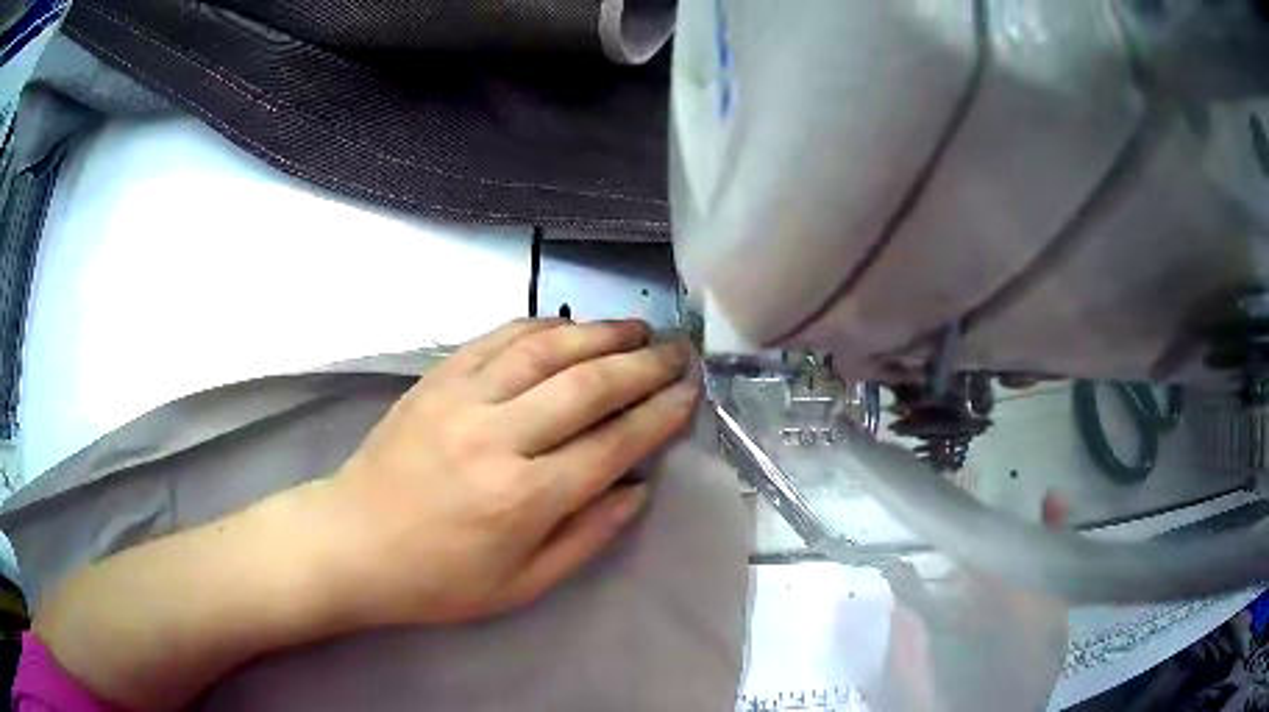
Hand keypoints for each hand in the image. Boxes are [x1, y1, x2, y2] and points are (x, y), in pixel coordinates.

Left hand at [331, 318, 700, 625]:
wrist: (352, 542)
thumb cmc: (438, 580)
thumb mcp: (522, 585)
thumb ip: (588, 537)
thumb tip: (638, 489)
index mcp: (523, 498)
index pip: (613, 443)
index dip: (659, 415)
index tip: (690, 394)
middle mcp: (498, 437)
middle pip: (588, 386)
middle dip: (644, 365)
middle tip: (678, 353)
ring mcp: (462, 399)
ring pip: (547, 349)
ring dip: (600, 333)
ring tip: (637, 330)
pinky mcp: (436, 379)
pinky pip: (498, 339)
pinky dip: (542, 326)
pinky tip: (570, 327)